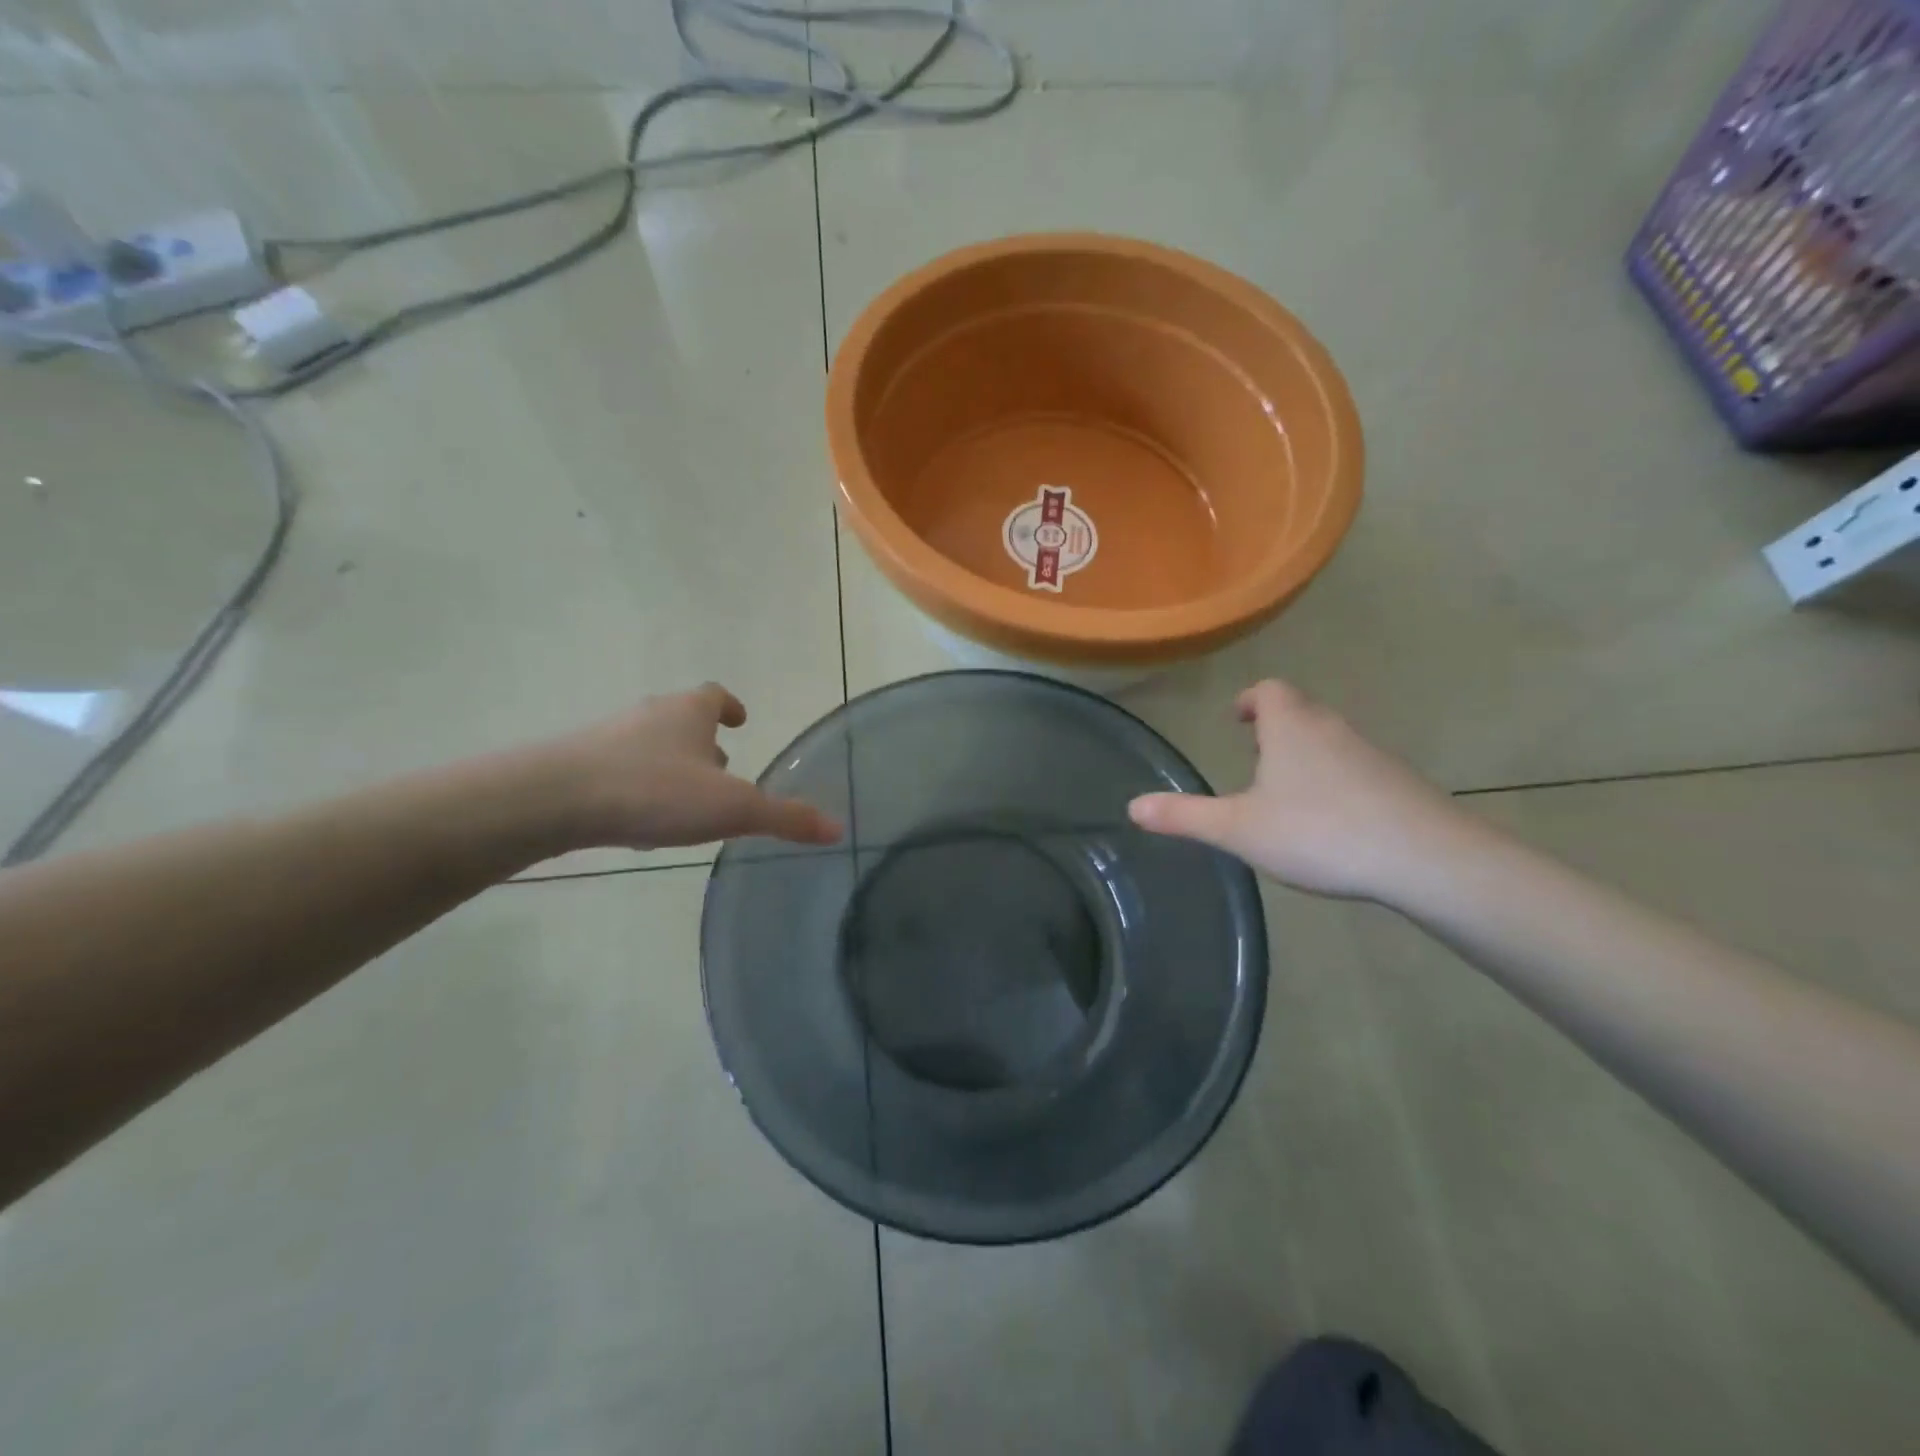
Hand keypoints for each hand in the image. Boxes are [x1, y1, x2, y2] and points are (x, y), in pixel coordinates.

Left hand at [549, 684, 841, 850]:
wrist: (553, 800)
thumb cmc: (655, 792)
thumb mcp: (732, 809)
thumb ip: (785, 818)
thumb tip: (839, 828)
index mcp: (689, 714)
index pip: (714, 695)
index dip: (730, 706)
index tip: (740, 719)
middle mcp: (649, 716)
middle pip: (682, 720)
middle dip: (703, 742)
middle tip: (722, 768)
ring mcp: (608, 739)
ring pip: (649, 747)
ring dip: (671, 766)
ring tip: (685, 802)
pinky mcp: (577, 766)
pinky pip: (619, 772)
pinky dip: (638, 789)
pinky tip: (641, 824)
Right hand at [1127, 680, 1477, 900]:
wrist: (1423, 857)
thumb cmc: (1318, 831)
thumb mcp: (1239, 828)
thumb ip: (1184, 816)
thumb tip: (1131, 806)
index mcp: (1290, 727)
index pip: (1268, 690)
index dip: (1249, 699)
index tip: (1238, 719)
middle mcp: (1331, 728)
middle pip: (1300, 710)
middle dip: (1275, 727)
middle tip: (1254, 757)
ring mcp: (1370, 753)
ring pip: (1329, 739)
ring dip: (1305, 753)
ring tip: (1285, 791)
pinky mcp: (1397, 782)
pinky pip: (1355, 767)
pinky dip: (1334, 779)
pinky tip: (1329, 820)